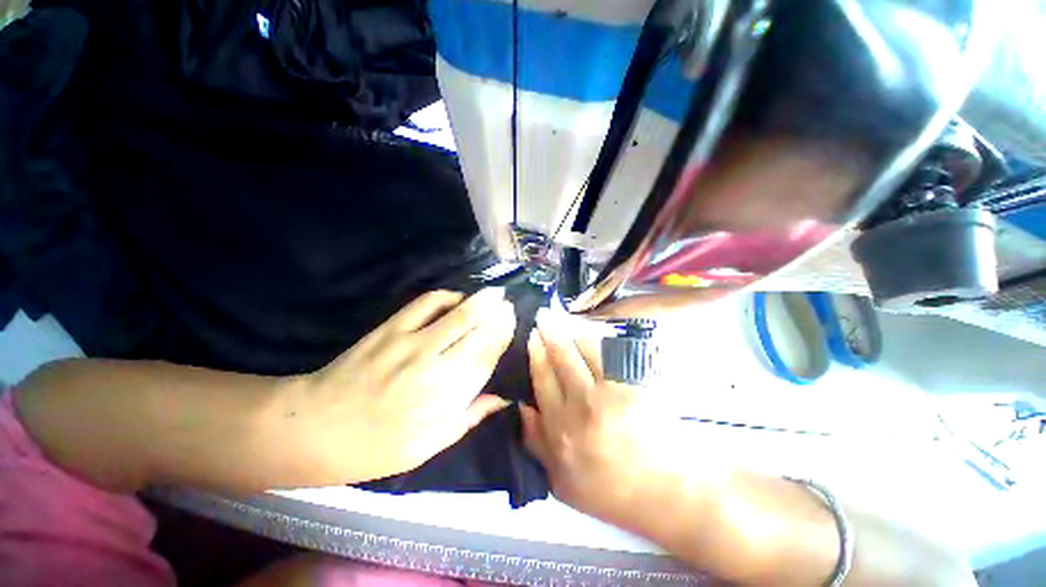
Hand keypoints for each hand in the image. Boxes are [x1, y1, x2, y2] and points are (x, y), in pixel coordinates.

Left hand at [277, 288, 515, 484]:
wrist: (316, 428)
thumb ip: (469, 418)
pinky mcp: (390, 329)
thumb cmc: (375, 447)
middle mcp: (434, 368)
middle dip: (497, 314)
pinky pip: (425, 304)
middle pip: (477, 333)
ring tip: (493, 293)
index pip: (486, 360)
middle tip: (508, 303)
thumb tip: (503, 398)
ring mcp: (411, 344)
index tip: (512, 322)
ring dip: (479, 300)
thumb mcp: (428, 446)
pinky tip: (455, 297)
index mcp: (445, 400)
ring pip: (457, 315)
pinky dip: (445, 296)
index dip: (502, 337)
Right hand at [521, 309, 689, 526]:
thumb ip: (537, 443)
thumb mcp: (561, 481)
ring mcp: (610, 392)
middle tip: (544, 315)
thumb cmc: (611, 491)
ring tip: (568, 322)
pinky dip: (601, 340)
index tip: (532, 336)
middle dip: (550, 332)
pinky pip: (613, 353)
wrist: (667, 494)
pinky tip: (595, 334)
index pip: (542, 379)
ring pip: (586, 349)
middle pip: (561, 358)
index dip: (536, 354)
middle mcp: (581, 404)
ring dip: (575, 332)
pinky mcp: (636, 384)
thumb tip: (521, 406)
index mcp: (561, 427)